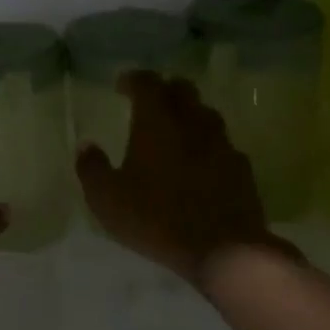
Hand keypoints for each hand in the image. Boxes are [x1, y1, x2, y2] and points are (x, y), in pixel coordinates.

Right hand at [75, 71, 293, 284]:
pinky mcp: (242, 170)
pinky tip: (201, 162)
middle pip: (183, 89)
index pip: (147, 82)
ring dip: (189, 114)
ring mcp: (222, 145)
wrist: (225, 250)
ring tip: (176, 130)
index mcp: (157, 122)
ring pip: (206, 114)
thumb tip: (86, 146)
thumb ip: (92, 168)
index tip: (121, 85)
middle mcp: (192, 123)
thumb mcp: (107, 199)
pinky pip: (223, 145)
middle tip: (150, 101)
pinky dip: (209, 145)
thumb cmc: (157, 218)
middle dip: (165, 89)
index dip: (133, 79)